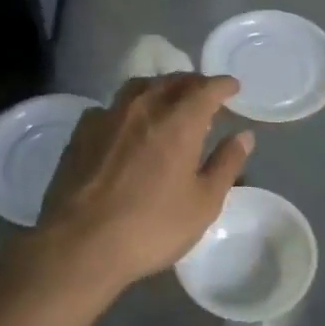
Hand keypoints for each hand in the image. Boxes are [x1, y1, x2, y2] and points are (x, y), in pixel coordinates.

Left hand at [35, 74, 253, 291]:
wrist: (80, 244)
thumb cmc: (152, 227)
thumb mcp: (203, 203)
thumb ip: (226, 164)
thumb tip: (244, 136)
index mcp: (179, 122)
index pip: (206, 89)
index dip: (222, 85)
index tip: (232, 86)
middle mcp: (143, 108)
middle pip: (171, 81)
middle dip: (192, 83)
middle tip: (204, 93)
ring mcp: (107, 117)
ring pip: (138, 88)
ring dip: (158, 88)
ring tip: (166, 100)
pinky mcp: (81, 133)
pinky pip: (109, 107)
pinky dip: (126, 108)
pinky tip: (125, 124)